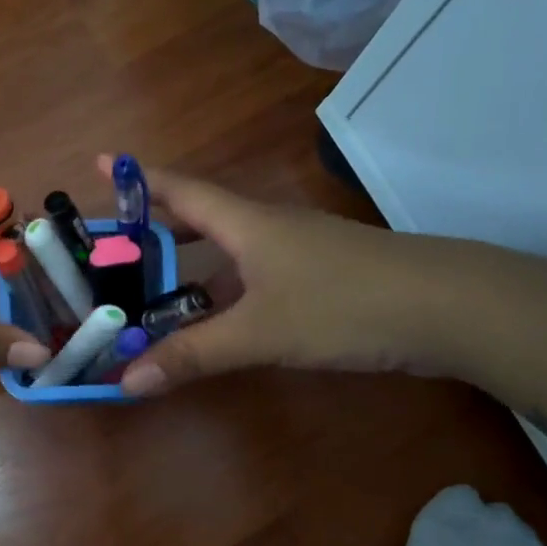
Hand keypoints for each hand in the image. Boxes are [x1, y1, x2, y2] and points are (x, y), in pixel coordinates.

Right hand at [97, 156, 440, 396]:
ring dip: (191, 267)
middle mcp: (269, 229)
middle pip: (203, 218)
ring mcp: (299, 254)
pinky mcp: (321, 279)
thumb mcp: (259, 333)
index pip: (181, 191)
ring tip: (151, 291)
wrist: (446, 307)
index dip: (139, 181)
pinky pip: (255, 278)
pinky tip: (217, 319)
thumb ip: (193, 354)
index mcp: (247, 224)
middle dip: (158, 227)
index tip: (101, 165)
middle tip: (115, 245)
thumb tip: (126, 381)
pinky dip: (225, 293)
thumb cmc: (343, 305)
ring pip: (231, 252)